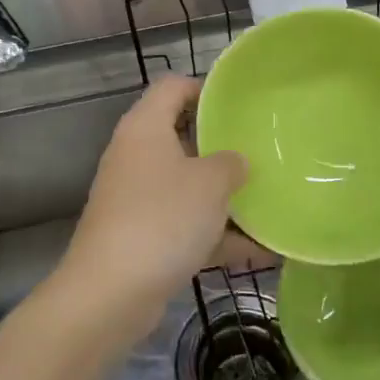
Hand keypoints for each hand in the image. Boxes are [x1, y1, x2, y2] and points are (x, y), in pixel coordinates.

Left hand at [60, 77, 247, 340]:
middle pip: (181, 136)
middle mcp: (136, 156)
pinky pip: (185, 225)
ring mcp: (136, 198)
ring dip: (223, 197)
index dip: (206, 88)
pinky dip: (216, 235)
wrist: (110, 292)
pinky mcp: (141, 237)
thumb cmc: (162, 218)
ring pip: (186, 185)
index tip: (241, 105)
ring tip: (269, 201)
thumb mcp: (210, 183)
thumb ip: (231, 164)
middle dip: (222, 147)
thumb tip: (234, 163)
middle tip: (261, 152)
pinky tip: (260, 251)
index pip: (173, 87)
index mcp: (145, 127)